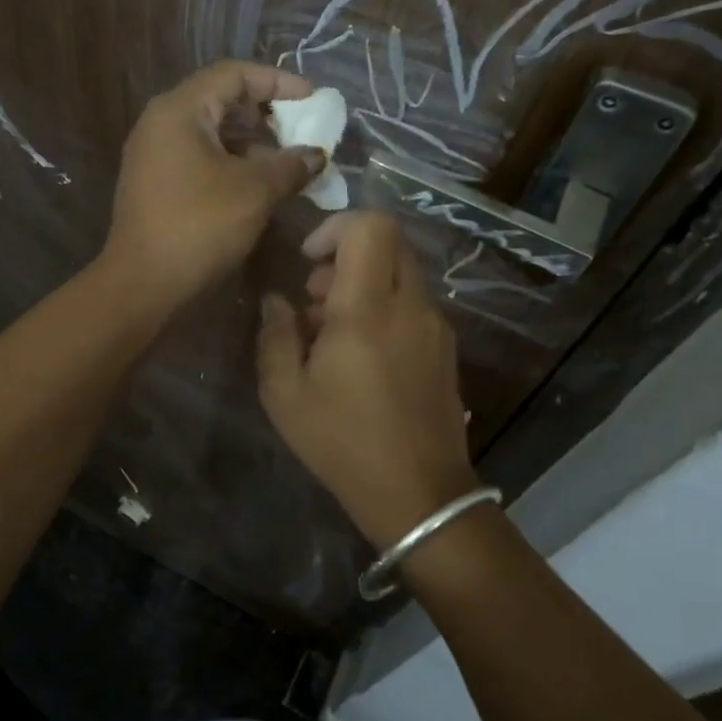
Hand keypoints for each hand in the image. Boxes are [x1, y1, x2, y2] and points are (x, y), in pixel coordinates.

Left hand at [103, 61, 323, 309]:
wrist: (143, 283)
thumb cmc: (200, 225)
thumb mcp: (255, 191)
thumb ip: (291, 165)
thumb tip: (316, 155)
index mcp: (180, 109)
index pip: (234, 74)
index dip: (278, 81)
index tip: (313, 98)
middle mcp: (161, 123)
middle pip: (221, 101)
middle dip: (265, 114)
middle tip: (301, 132)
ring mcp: (153, 154)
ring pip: (211, 133)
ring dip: (251, 144)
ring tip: (287, 163)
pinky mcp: (155, 184)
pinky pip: (199, 158)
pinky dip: (231, 163)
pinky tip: (258, 186)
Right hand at [256, 211, 478, 548]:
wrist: (419, 495)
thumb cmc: (343, 444)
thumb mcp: (285, 394)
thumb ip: (275, 336)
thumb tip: (276, 300)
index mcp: (368, 310)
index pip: (371, 226)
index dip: (335, 226)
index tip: (308, 259)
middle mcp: (410, 306)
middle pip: (389, 243)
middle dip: (346, 255)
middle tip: (315, 297)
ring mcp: (436, 326)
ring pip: (402, 273)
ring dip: (364, 284)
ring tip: (332, 334)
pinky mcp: (446, 348)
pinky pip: (413, 304)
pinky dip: (384, 308)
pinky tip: (363, 356)